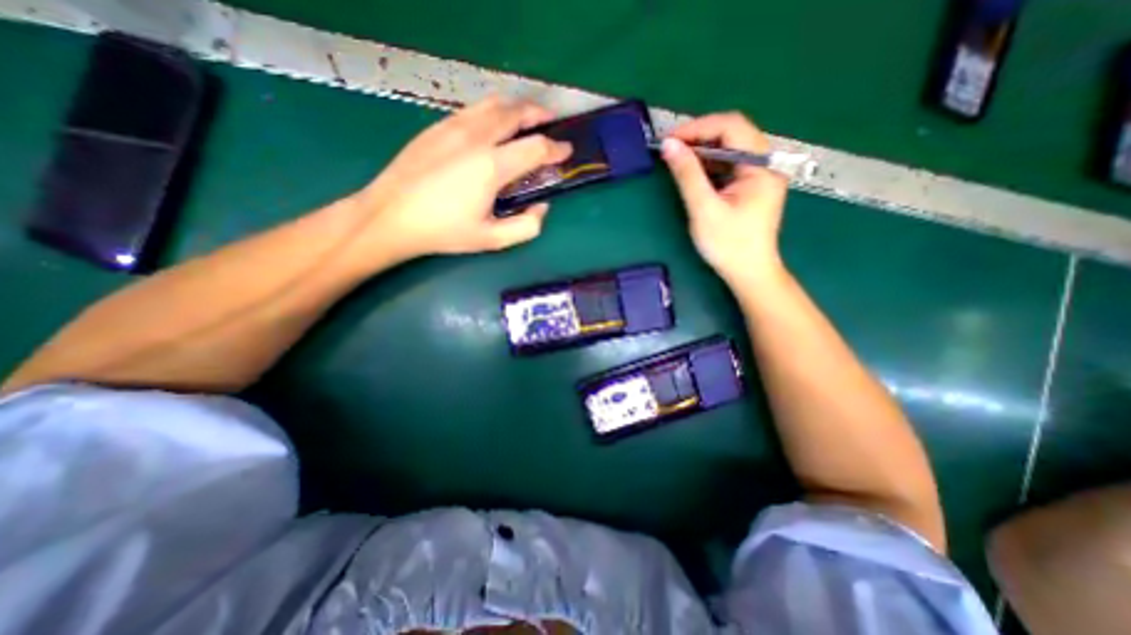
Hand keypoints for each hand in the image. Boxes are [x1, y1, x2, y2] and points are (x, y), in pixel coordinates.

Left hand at [349, 92, 570, 258]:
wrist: (391, 215)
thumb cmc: (444, 231)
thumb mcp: (492, 240)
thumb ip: (526, 227)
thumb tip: (541, 207)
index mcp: (492, 166)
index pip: (536, 147)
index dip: (556, 148)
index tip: (566, 151)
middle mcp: (476, 138)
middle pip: (516, 112)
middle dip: (539, 115)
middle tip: (550, 124)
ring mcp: (454, 127)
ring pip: (493, 104)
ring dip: (516, 108)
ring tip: (525, 119)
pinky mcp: (437, 126)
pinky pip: (473, 109)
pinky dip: (492, 112)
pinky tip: (493, 126)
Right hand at [660, 110, 788, 285]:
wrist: (748, 273)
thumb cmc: (728, 245)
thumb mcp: (704, 209)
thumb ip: (688, 175)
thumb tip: (669, 145)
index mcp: (761, 165)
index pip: (731, 127)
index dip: (698, 127)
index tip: (669, 140)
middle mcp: (765, 163)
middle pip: (732, 133)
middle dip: (699, 137)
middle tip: (670, 148)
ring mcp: (759, 174)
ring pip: (729, 148)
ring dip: (702, 150)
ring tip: (676, 158)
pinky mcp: (750, 186)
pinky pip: (728, 165)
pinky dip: (708, 165)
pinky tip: (692, 172)